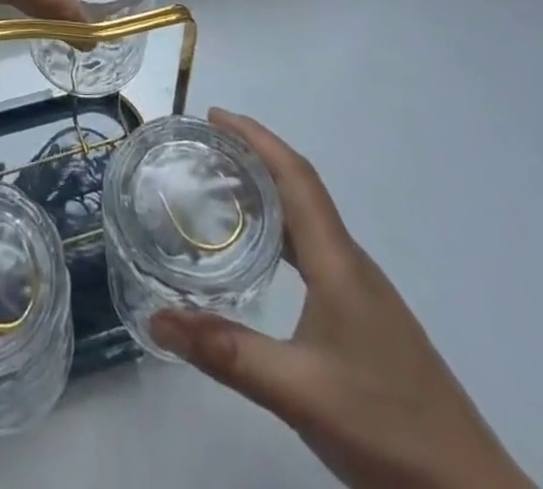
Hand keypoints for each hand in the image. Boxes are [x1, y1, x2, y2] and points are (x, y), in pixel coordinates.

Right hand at [151, 110, 531, 488]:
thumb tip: (155, 318)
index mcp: (338, 262)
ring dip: (267, 193)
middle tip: (204, 149)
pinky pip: (313, 250)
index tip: (214, 116)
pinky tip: (259, 255)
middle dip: (254, 158)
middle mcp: (351, 263)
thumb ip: (226, 352)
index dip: (256, 138)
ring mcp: (362, 292)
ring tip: (220, 190)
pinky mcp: (364, 317)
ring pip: (308, 220)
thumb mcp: (297, 391)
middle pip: (301, 189)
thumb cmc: (387, 427)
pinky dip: (280, 231)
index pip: (296, 177)